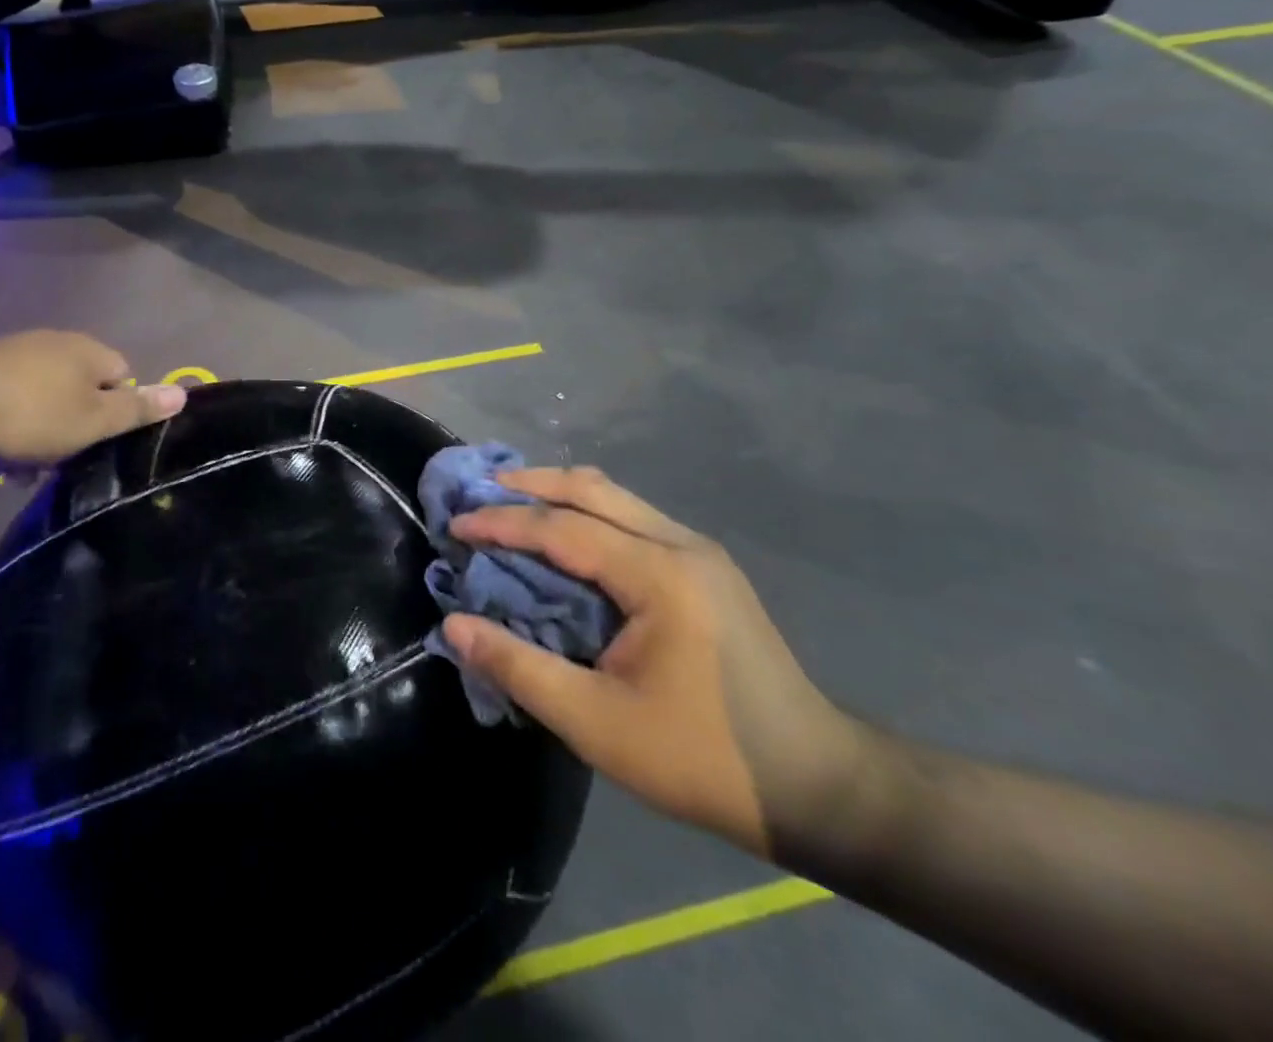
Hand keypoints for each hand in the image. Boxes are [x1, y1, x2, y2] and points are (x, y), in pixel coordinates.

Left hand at [0, 331, 184, 465]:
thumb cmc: (30, 414)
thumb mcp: (92, 421)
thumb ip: (138, 410)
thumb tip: (184, 393)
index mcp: (90, 351)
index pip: (125, 378)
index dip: (118, 413)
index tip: (99, 443)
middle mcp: (57, 343)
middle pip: (83, 389)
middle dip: (76, 426)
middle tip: (62, 459)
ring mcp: (16, 352)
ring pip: (46, 398)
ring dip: (42, 431)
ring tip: (23, 466)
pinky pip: (12, 400)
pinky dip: (11, 425)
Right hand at [442, 469, 879, 858]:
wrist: (818, 787)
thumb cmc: (702, 759)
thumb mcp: (596, 723)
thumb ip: (519, 667)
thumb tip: (454, 626)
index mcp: (657, 575)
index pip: (562, 527)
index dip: (502, 522)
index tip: (455, 524)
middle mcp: (680, 545)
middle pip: (591, 489)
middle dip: (528, 485)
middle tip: (478, 492)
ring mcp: (699, 552)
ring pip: (615, 498)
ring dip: (558, 494)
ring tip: (509, 505)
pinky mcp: (706, 569)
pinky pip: (632, 520)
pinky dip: (587, 515)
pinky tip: (563, 538)